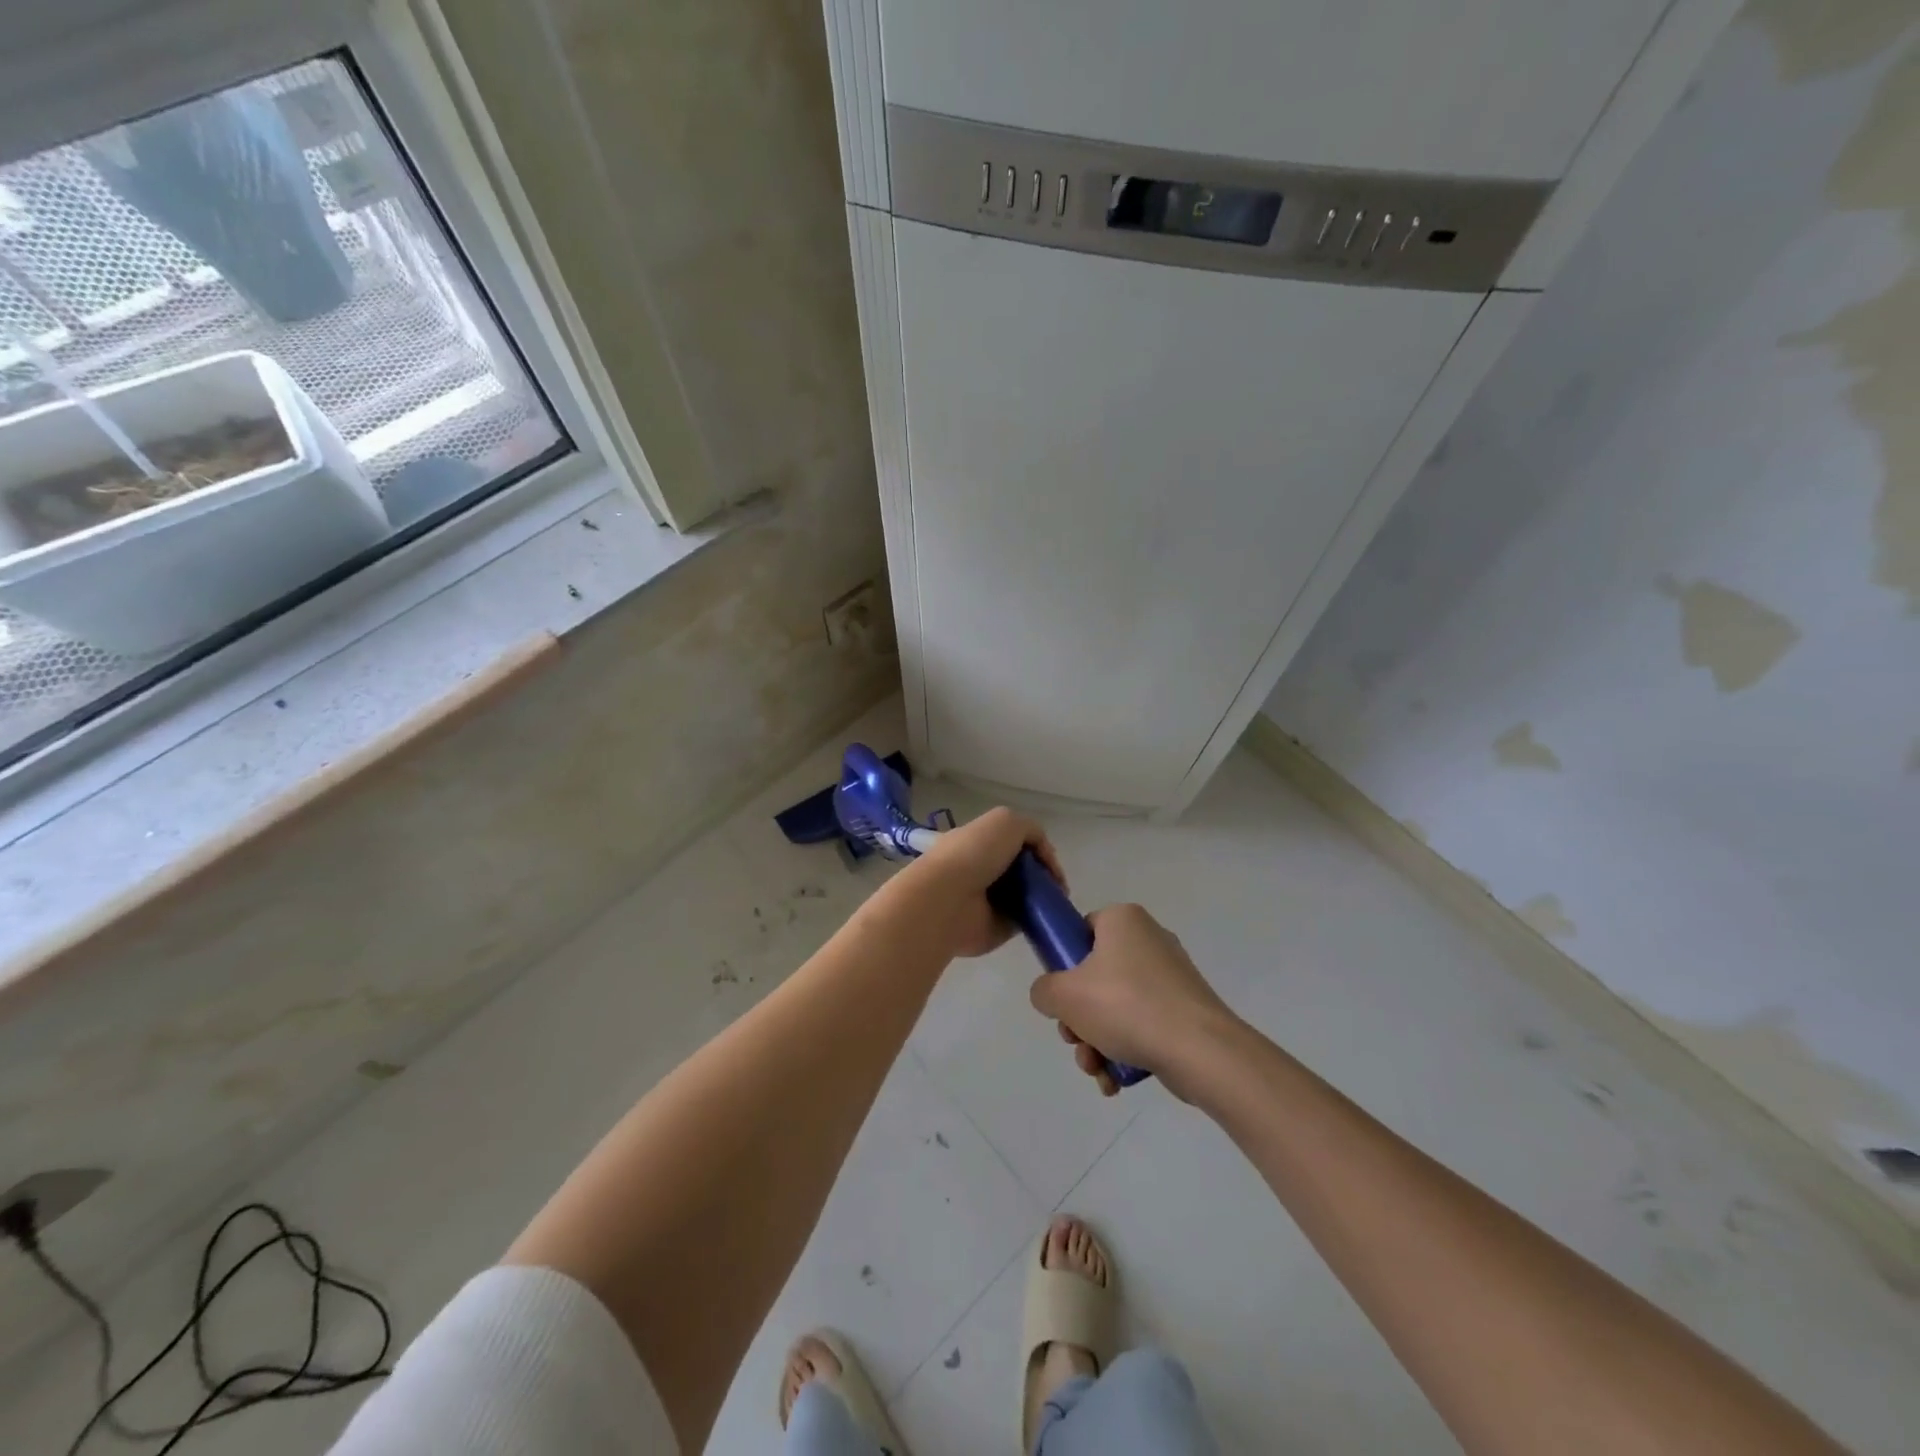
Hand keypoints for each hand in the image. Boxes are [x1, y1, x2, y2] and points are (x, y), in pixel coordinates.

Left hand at [890, 807, 1066, 959]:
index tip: (1050, 861)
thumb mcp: (1007, 822)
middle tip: (1058, 884)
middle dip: (1043, 874)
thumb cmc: (974, 854)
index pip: (1013, 843)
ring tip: (1058, 900)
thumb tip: (1044, 856)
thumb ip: (1031, 831)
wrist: (948, 899)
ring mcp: (989, 901)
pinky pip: (1025, 921)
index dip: (1036, 849)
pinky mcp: (996, 927)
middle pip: (1022, 870)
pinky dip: (1040, 919)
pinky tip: (1051, 916)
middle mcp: (982, 870)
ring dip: (1044, 897)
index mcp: (978, 842)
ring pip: (1026, 895)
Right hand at [1029, 903, 1237, 1097]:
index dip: (1064, 963)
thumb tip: (1051, 996)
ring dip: (1097, 1041)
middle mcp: (1149, 939)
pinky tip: (1116, 1080)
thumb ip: (1044, 990)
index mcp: (1123, 919)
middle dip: (1079, 1018)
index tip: (1061, 996)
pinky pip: (1142, 1025)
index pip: (1081, 930)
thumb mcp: (1064, 995)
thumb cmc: (1126, 1006)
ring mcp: (1170, 976)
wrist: (1201, 1051)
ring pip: (1116, 1007)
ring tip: (1096, 1070)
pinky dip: (1125, 1050)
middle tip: (1075, 1040)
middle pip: (1095, 976)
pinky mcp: (1184, 1009)